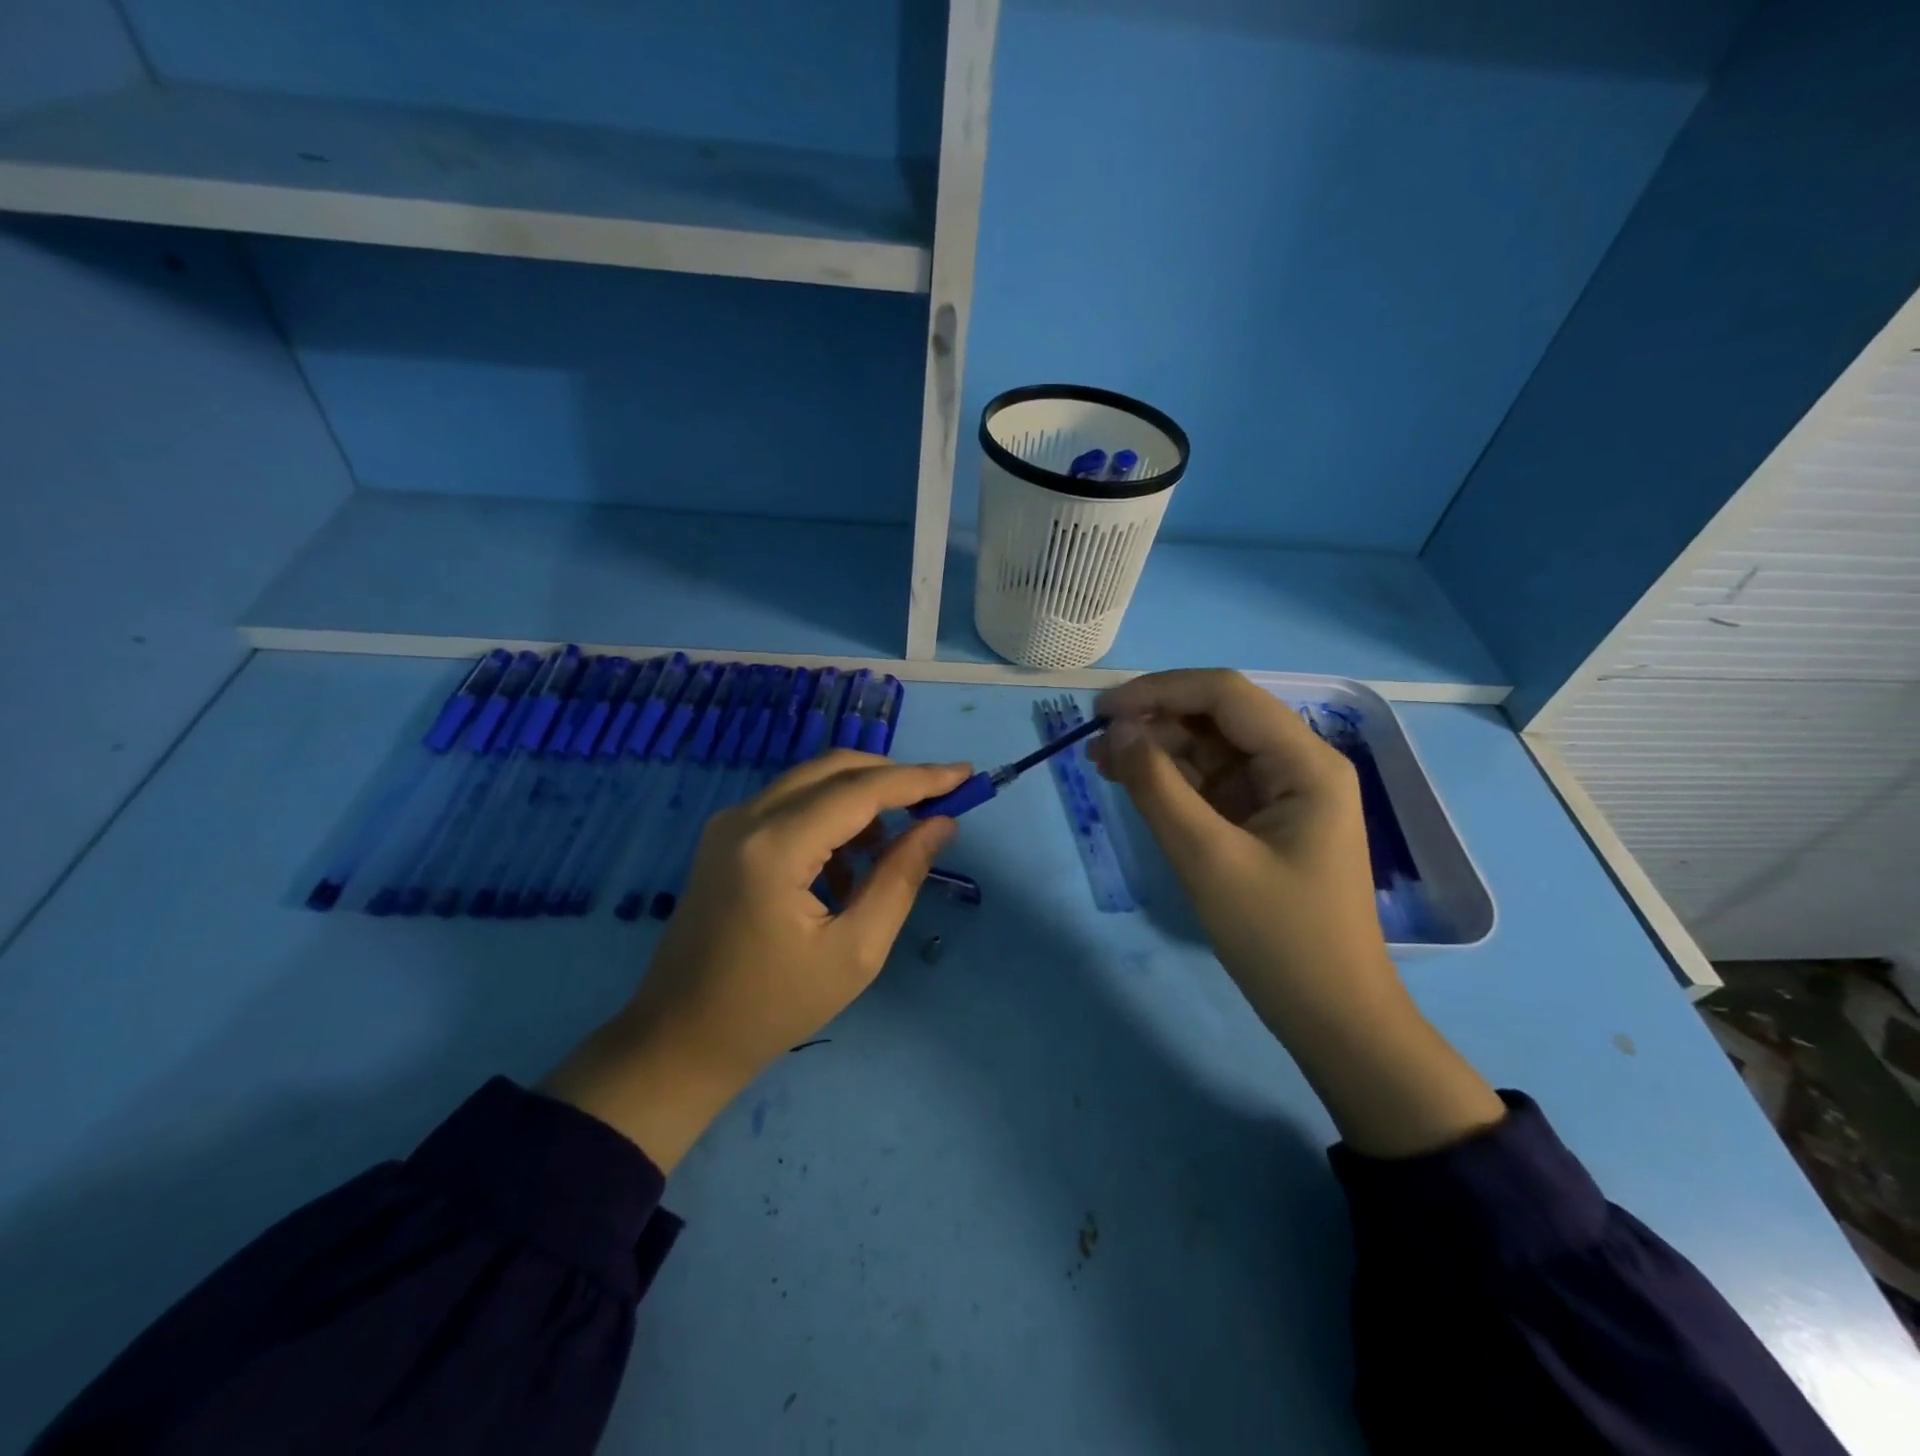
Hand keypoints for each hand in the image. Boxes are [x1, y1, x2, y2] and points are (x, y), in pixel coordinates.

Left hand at [544, 751, 970, 1169]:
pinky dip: (830, 817)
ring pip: (812, 781)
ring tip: (893, 848)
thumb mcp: (856, 951)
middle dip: (893, 779)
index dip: (919, 779)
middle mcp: (746, 817)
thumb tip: (941, 824)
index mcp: (776, 846)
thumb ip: (901, 877)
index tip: (966, 775)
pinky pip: (791, 804)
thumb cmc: (775, 1006)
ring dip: (862, 799)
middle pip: (835, 769)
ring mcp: (730, 823)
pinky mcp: (725, 837)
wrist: (680, 1039)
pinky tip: (846, 868)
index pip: (861, 790)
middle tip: (939, 802)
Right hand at [1093, 670, 1503, 1155]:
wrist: (1332, 1018)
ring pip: (1210, 749)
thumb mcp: (1208, 858)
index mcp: (1305, 762)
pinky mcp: (1263, 820)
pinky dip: (1171, 780)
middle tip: (1094, 742)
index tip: (1101, 712)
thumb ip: (1159, 787)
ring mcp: (1281, 793)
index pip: (1225, 695)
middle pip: (1218, 717)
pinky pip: (1211, 783)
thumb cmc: (1280, 939)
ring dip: (1157, 749)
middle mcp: (1298, 765)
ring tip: (1101, 763)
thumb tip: (1117, 732)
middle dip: (1155, 720)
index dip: (1159, 691)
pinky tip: (1131, 781)